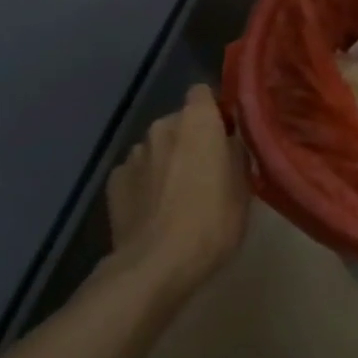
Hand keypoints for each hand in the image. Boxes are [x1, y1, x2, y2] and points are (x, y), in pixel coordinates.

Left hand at [105, 85, 249, 295]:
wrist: (156, 265)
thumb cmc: (212, 222)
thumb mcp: (244, 189)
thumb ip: (237, 155)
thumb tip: (231, 142)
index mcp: (197, 122)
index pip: (203, 93)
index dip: (214, 111)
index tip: (226, 134)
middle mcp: (162, 127)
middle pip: (180, 122)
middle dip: (192, 140)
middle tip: (206, 171)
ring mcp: (133, 154)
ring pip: (157, 148)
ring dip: (167, 161)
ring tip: (177, 195)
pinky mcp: (113, 181)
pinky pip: (137, 172)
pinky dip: (145, 183)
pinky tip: (154, 210)